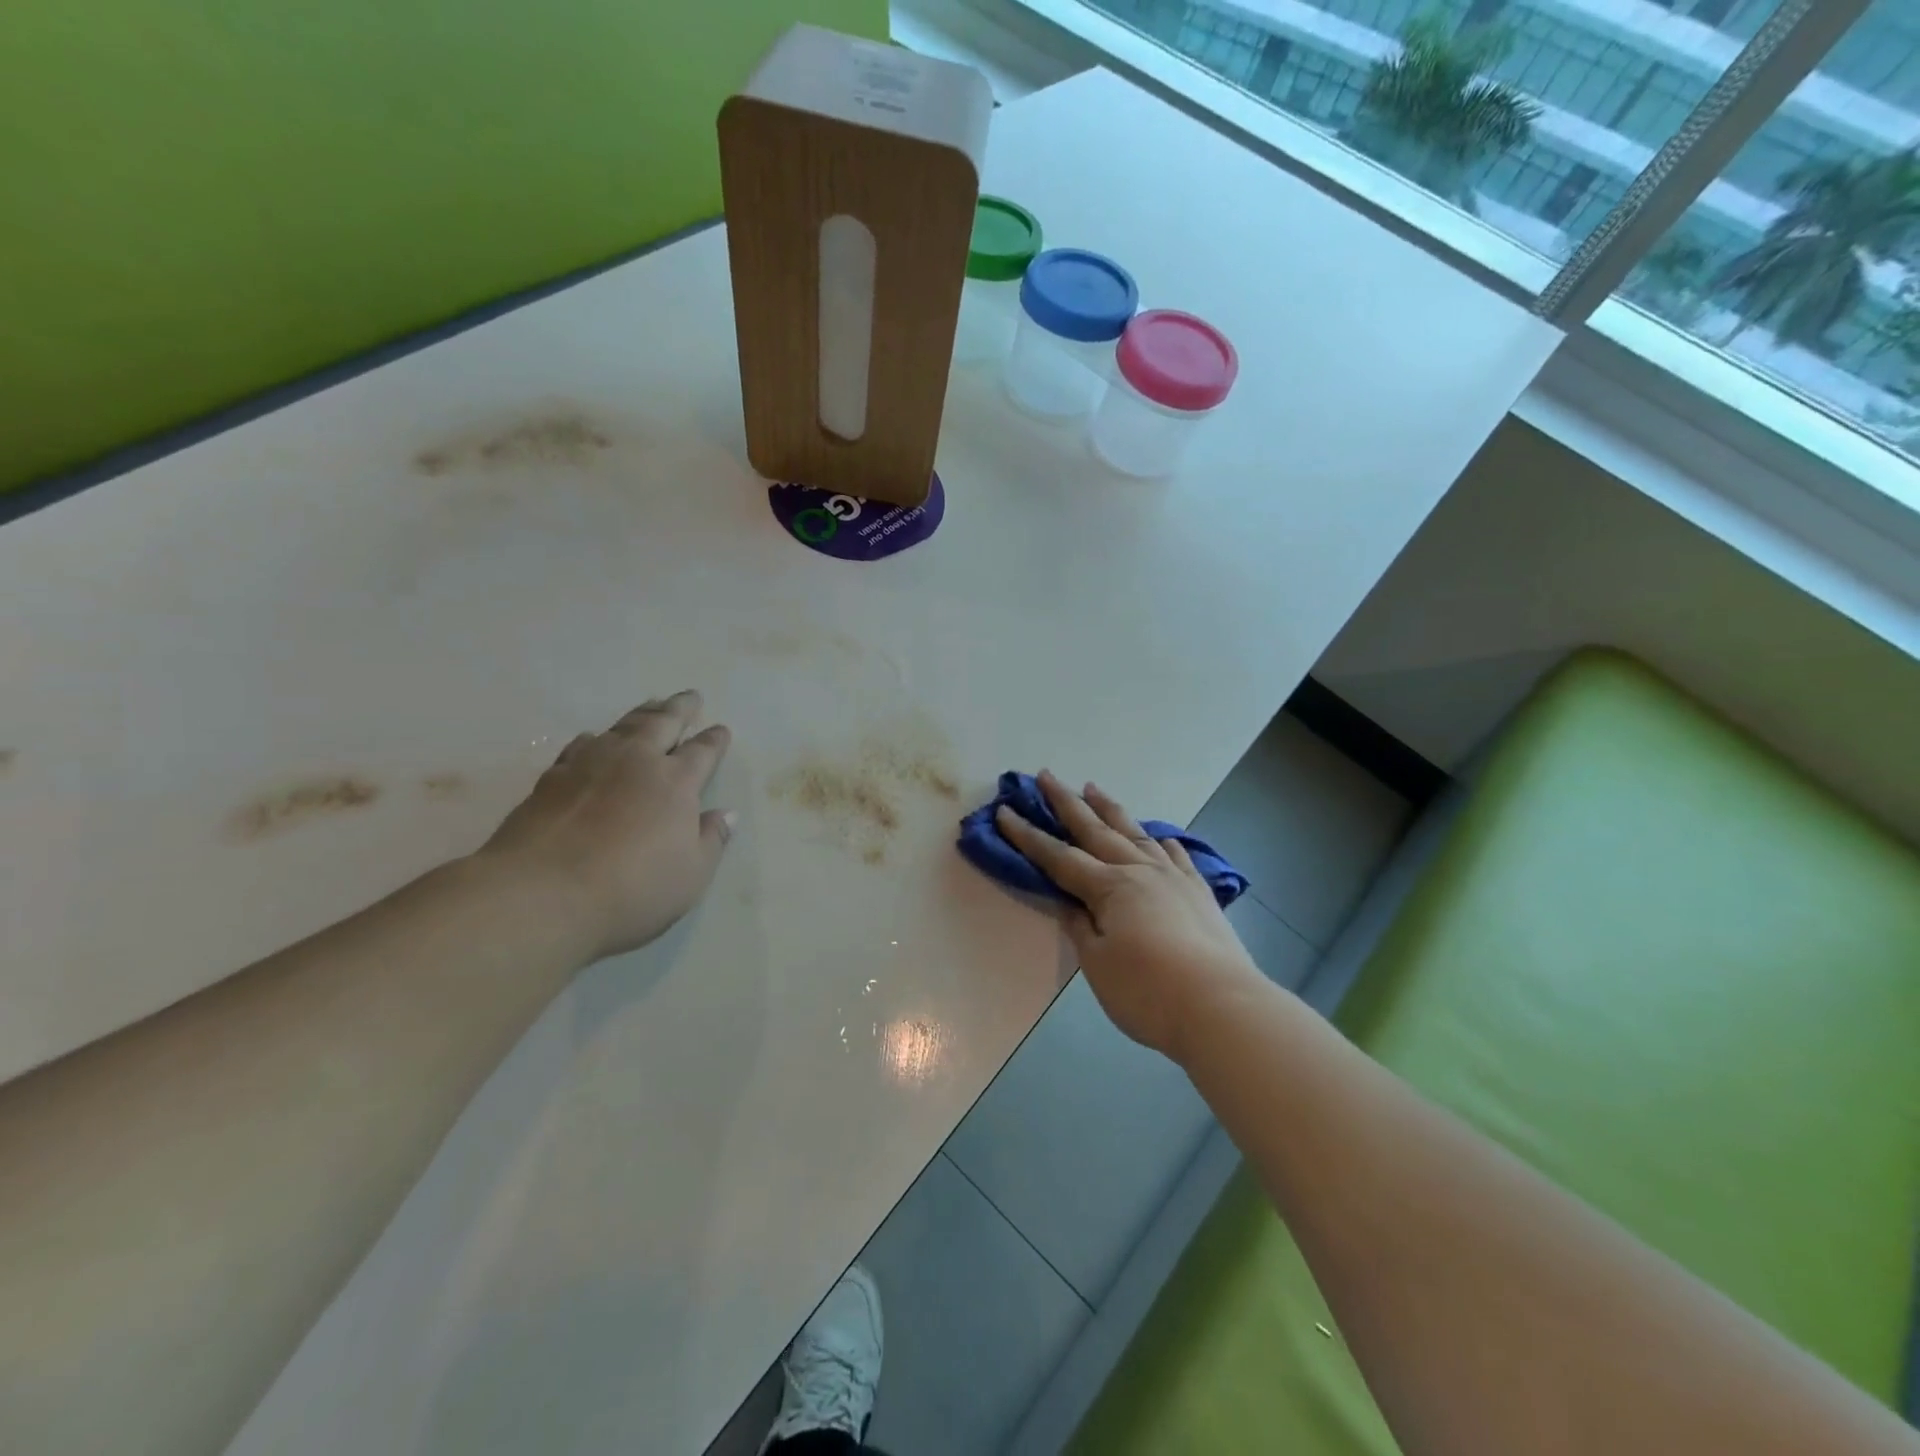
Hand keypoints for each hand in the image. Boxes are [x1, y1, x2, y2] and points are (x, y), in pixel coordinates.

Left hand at [478, 691, 733, 962]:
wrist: (542, 894)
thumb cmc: (632, 888)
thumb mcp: (691, 875)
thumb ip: (711, 840)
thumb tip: (726, 815)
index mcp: (676, 782)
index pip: (702, 752)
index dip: (714, 740)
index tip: (721, 729)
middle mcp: (636, 762)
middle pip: (662, 723)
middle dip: (680, 709)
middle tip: (690, 695)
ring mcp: (590, 765)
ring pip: (622, 727)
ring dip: (641, 714)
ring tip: (651, 704)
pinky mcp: (552, 778)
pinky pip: (579, 746)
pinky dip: (593, 737)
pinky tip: (592, 737)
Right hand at [997, 770, 1264, 1063]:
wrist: (1222, 1006)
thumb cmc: (1148, 991)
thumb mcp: (1098, 965)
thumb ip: (1081, 928)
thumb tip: (1068, 903)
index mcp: (1109, 887)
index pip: (1058, 857)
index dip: (1028, 836)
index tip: (1005, 812)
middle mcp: (1139, 871)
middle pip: (1095, 829)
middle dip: (1066, 802)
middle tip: (1046, 775)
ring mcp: (1173, 877)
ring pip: (1134, 832)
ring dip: (1110, 809)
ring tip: (1093, 788)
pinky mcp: (1199, 891)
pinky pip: (1175, 854)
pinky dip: (1161, 841)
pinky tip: (1158, 836)